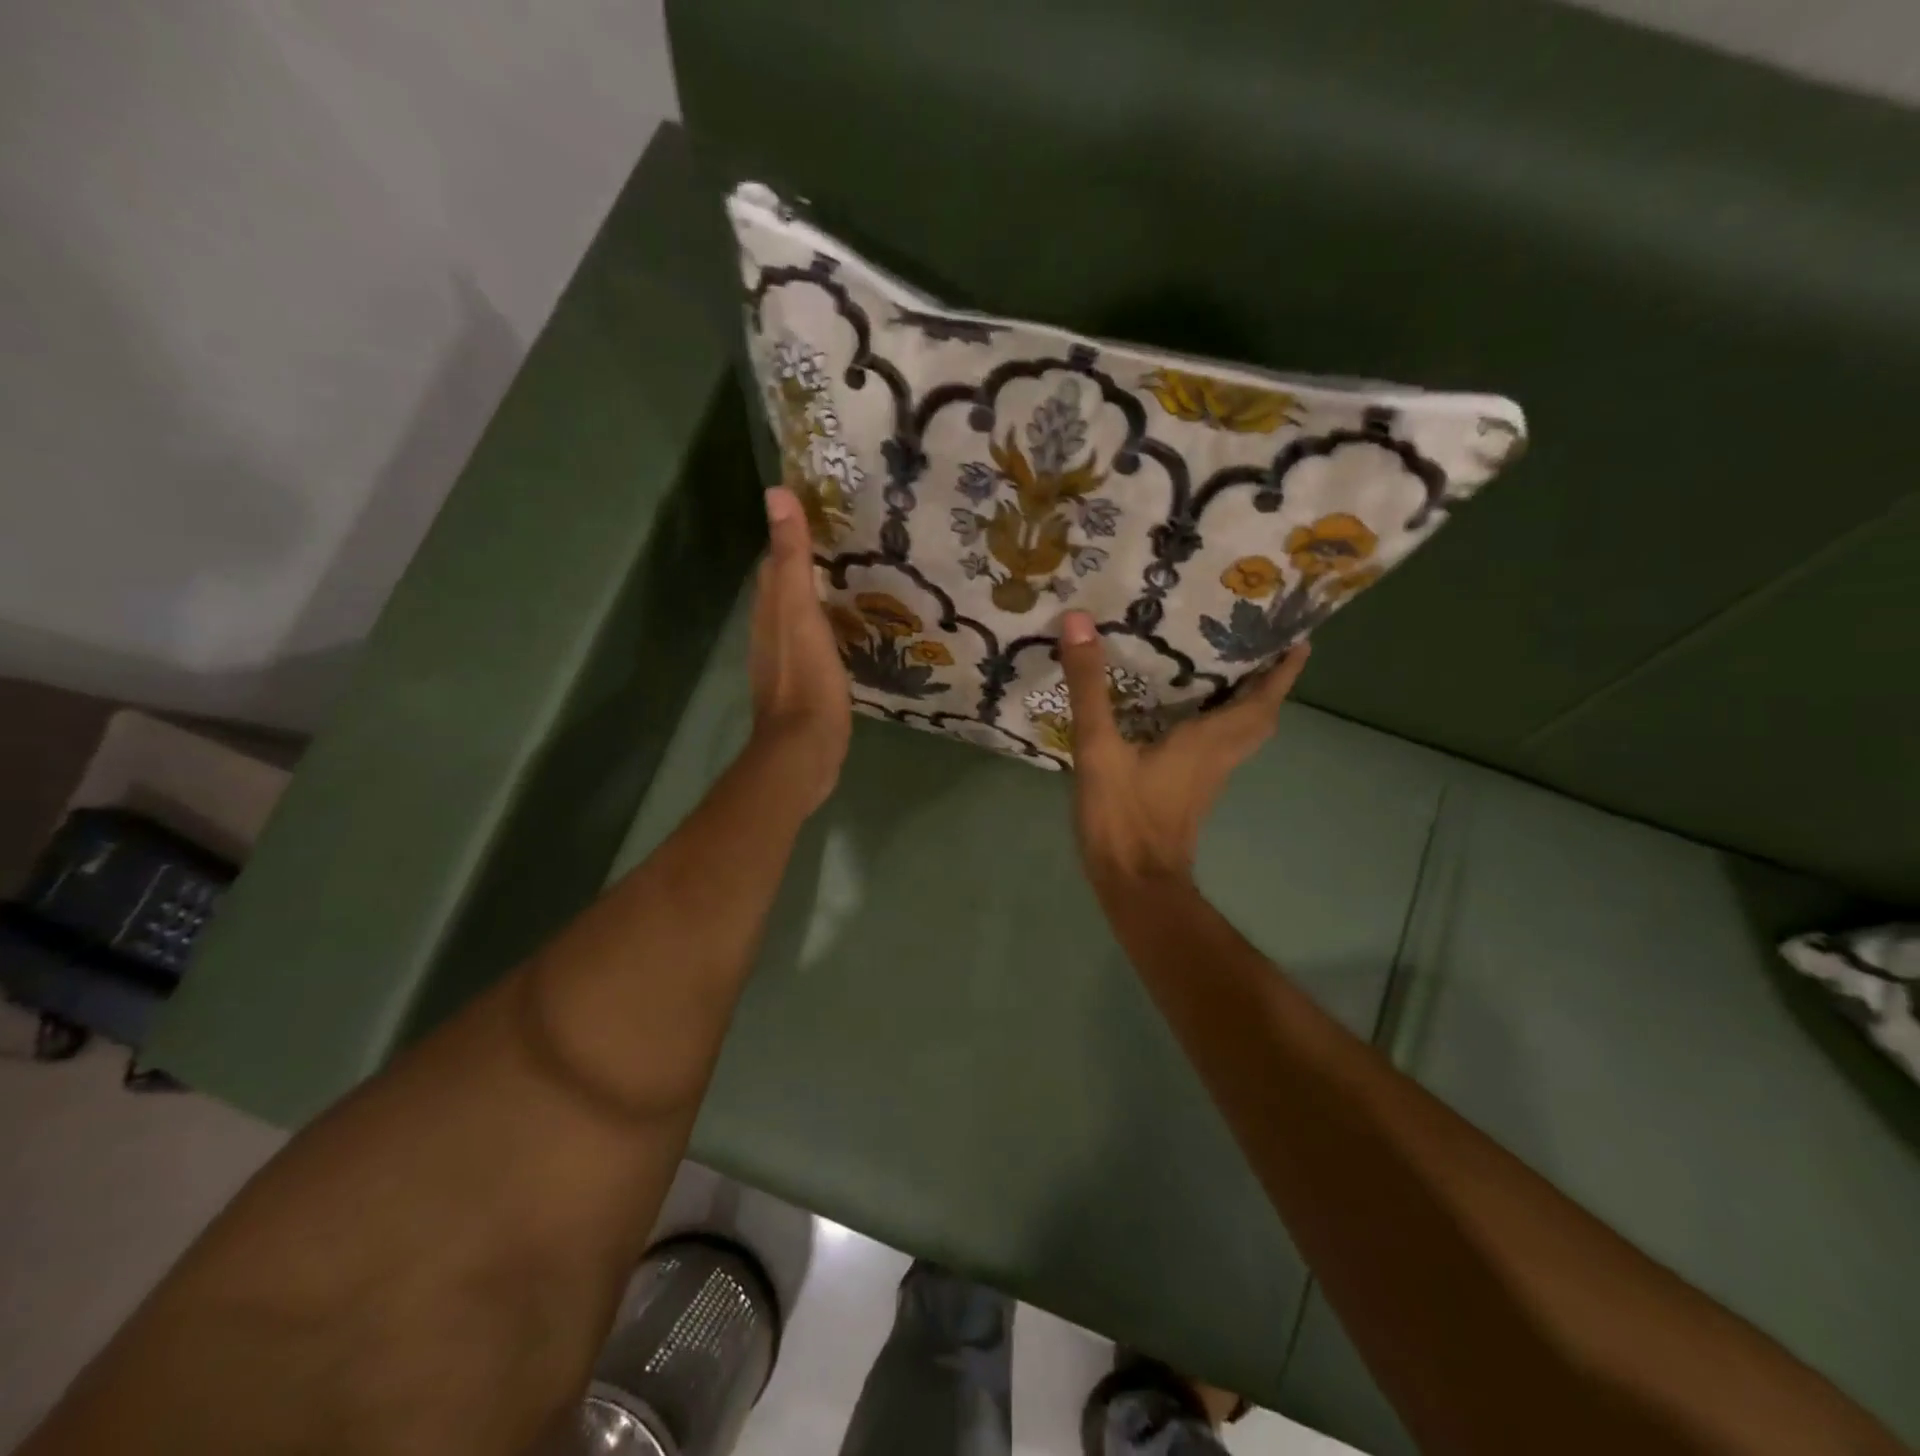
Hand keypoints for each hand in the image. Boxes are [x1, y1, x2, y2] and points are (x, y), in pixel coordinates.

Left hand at [747, 488, 851, 814]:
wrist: (805, 748)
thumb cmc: (806, 678)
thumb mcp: (800, 611)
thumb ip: (791, 558)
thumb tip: (776, 494)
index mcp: (768, 611)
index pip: (774, 562)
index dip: (792, 538)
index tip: (825, 518)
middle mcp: (770, 632)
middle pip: (785, 590)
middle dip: (809, 566)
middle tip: (850, 548)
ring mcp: (787, 661)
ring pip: (799, 618)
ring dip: (819, 599)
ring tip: (855, 583)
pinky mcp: (805, 684)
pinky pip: (814, 644)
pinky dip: (828, 629)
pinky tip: (850, 631)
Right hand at [1058, 611, 1308, 887]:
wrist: (1135, 885)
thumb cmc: (1123, 817)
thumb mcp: (1099, 748)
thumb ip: (1089, 687)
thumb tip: (1078, 621)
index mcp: (1208, 741)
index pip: (1261, 700)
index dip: (1283, 671)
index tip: (1299, 638)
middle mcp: (1217, 757)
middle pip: (1260, 718)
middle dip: (1269, 684)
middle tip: (1262, 649)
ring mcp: (1205, 779)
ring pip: (1241, 735)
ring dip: (1247, 704)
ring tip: (1229, 672)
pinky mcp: (1188, 793)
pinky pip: (1217, 748)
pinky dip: (1218, 725)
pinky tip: (1185, 715)